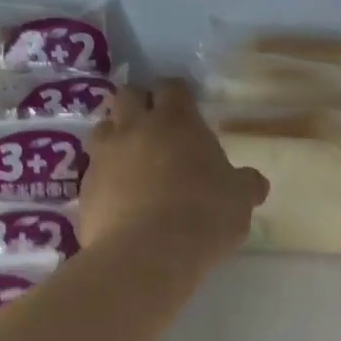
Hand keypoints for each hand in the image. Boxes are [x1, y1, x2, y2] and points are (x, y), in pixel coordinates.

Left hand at [77, 81, 268, 253]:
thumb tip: (254, 181)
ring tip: (135, 161)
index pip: (172, 87)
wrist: (149, 253)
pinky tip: (123, 199)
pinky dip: (107, 177)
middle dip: (141, 105)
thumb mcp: (240, 200)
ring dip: (118, 137)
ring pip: (104, 128)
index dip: (178, 96)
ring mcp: (104, 156)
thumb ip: (246, 184)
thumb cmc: (204, 215)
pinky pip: (94, 170)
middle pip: (128, 95)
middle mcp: (135, 128)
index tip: (188, 110)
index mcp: (177, 121)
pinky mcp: (85, 187)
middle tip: (158, 130)